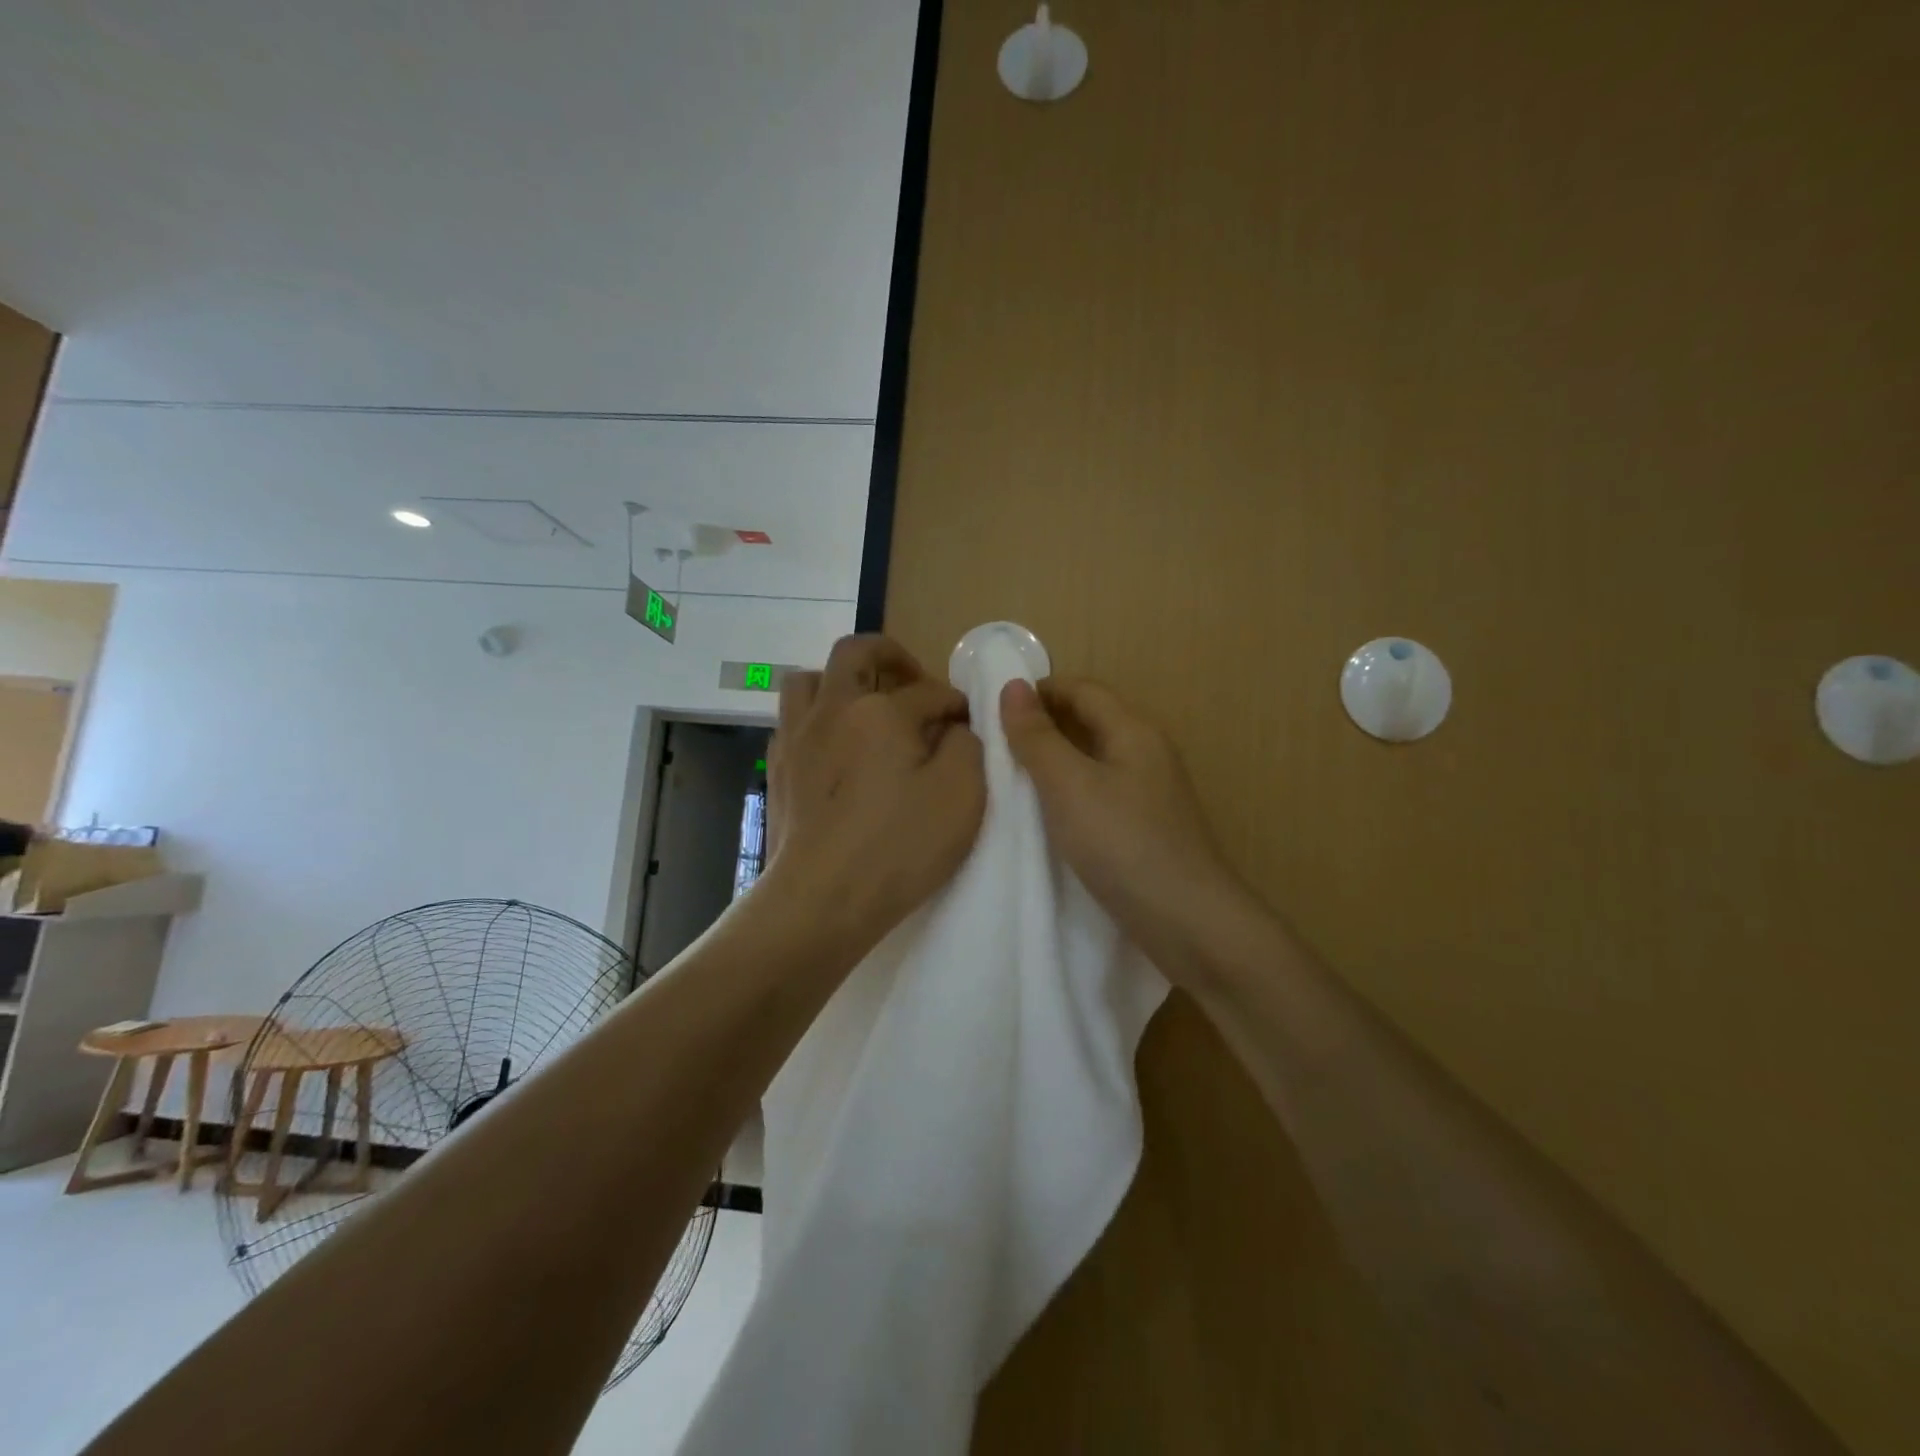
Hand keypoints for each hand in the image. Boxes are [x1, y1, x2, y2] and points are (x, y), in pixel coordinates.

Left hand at [761, 635, 985, 960]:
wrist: (822, 899)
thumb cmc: (898, 847)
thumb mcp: (961, 795)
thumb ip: (967, 745)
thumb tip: (954, 727)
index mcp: (880, 710)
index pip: (928, 691)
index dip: (955, 704)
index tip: (968, 724)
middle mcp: (833, 709)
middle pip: (856, 653)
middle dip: (891, 656)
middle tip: (914, 680)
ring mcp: (797, 736)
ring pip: (810, 678)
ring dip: (842, 680)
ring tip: (865, 706)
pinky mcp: (777, 767)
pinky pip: (792, 719)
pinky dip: (817, 718)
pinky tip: (834, 746)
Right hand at [1000, 676, 1241, 976]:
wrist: (1189, 922)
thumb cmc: (1123, 844)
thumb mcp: (1069, 786)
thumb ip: (1038, 738)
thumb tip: (1013, 687)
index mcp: (1134, 731)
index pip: (1083, 689)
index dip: (1040, 690)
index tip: (994, 707)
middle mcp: (1148, 754)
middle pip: (1092, 720)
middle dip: (1045, 724)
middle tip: (996, 742)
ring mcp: (1152, 794)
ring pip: (1096, 759)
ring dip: (1056, 760)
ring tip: (1013, 777)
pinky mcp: (1148, 829)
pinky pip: (1102, 793)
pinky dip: (1071, 792)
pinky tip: (1050, 816)